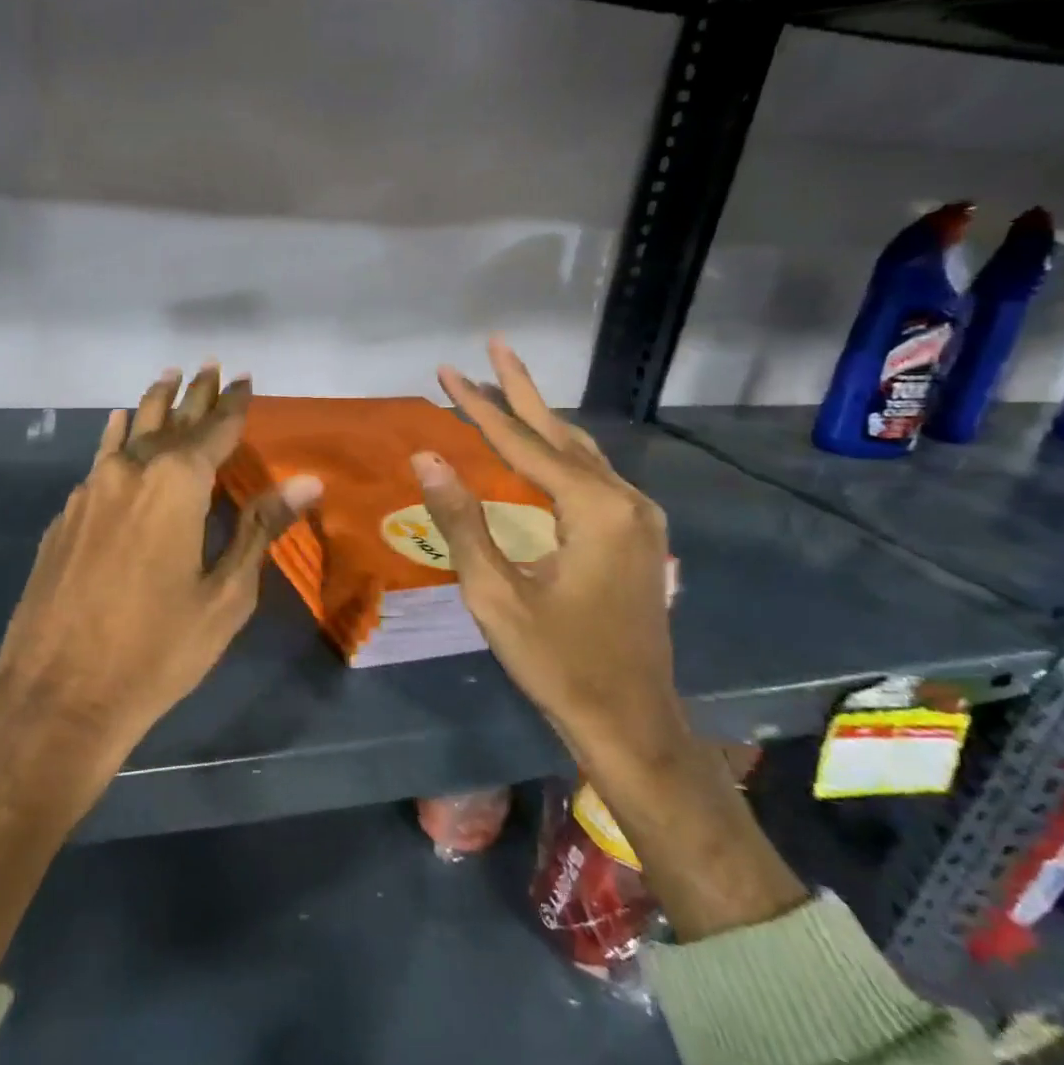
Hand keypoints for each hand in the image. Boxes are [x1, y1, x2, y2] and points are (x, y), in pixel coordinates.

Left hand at [0, 364, 321, 752]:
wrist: (58, 693)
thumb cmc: (157, 649)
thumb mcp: (225, 595)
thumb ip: (260, 529)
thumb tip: (306, 481)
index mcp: (175, 485)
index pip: (214, 431)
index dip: (232, 405)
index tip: (244, 378)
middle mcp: (129, 473)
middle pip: (169, 423)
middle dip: (193, 395)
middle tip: (208, 367)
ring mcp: (90, 492)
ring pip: (128, 434)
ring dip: (152, 407)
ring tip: (166, 379)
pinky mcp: (66, 517)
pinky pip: (99, 461)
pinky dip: (117, 439)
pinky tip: (117, 428)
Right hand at [411, 337, 681, 762]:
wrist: (629, 719)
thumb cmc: (555, 660)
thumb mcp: (494, 593)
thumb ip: (461, 520)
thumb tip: (426, 458)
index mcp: (592, 509)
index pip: (521, 443)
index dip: (478, 406)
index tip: (445, 370)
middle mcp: (624, 500)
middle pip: (559, 432)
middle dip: (520, 389)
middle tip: (493, 345)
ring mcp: (638, 518)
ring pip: (581, 451)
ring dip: (540, 417)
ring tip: (507, 387)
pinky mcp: (637, 536)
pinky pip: (592, 475)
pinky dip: (558, 450)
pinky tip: (541, 448)